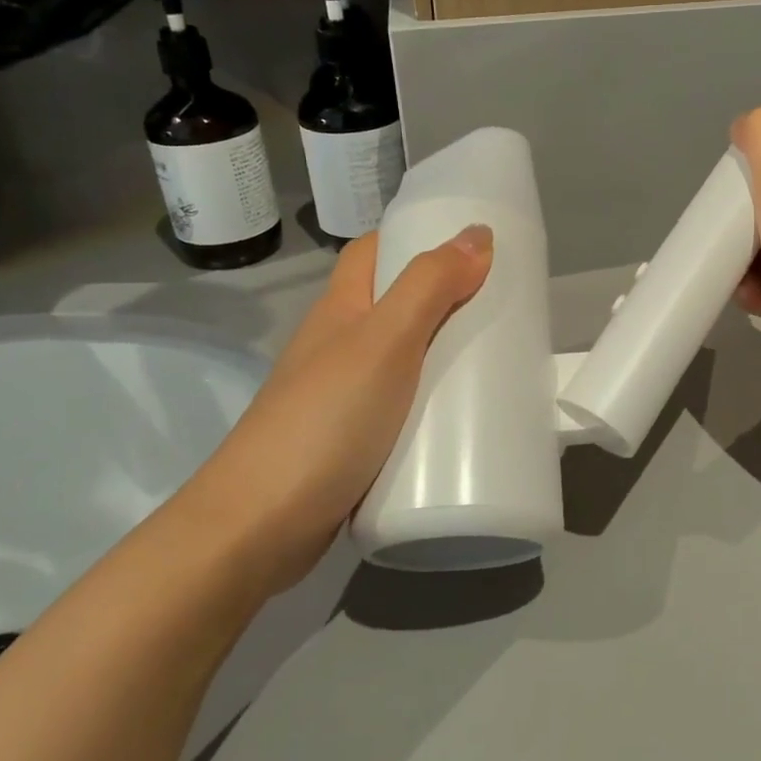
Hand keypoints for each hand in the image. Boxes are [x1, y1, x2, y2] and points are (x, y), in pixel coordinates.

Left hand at [173, 224, 493, 595]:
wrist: (258, 528)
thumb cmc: (324, 421)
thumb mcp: (385, 343)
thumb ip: (429, 287)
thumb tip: (478, 233)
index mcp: (340, 309)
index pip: (374, 251)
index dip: (415, 237)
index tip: (471, 243)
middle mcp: (338, 345)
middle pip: (395, 305)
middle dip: (445, 299)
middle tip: (502, 305)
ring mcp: (343, 396)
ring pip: (402, 358)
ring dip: (443, 353)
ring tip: (496, 358)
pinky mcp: (353, 441)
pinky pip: (402, 406)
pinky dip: (432, 403)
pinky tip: (463, 419)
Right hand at [730, 108, 760, 436]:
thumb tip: (745, 123)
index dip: (743, 172)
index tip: (729, 198)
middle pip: (756, 200)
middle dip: (735, 225)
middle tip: (731, 242)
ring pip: (754, 242)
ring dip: (738, 262)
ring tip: (744, 280)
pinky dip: (753, 290)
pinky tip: (757, 302)